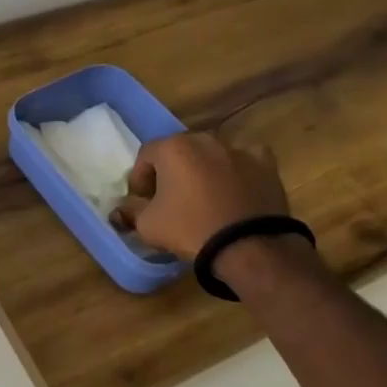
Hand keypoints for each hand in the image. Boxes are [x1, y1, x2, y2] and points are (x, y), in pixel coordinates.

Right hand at [112, 132, 291, 261]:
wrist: (250, 246)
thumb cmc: (191, 228)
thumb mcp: (148, 225)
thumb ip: (130, 211)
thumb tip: (121, 210)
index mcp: (173, 148)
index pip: (146, 156)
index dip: (139, 178)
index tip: (141, 201)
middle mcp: (204, 139)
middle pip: (179, 152)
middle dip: (171, 172)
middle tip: (169, 198)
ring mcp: (237, 149)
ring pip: (211, 155)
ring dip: (202, 170)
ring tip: (203, 197)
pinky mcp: (265, 163)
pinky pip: (243, 160)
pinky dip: (237, 170)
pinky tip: (235, 188)